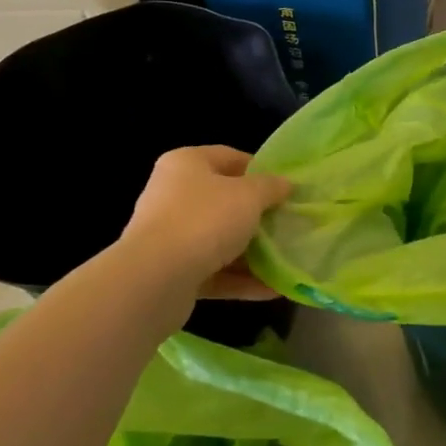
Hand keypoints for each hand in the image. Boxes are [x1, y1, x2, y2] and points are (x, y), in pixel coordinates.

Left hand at [120, 146, 290, 300]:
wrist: (156, 280)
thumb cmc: (205, 220)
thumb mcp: (249, 195)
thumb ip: (271, 187)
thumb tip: (286, 184)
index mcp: (186, 164)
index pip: (229, 157)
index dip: (260, 169)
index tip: (286, 187)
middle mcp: (173, 195)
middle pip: (224, 201)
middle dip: (258, 214)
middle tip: (289, 223)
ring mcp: (170, 236)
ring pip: (220, 239)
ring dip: (252, 251)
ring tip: (287, 259)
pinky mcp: (172, 273)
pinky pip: (214, 271)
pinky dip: (241, 279)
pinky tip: (273, 288)